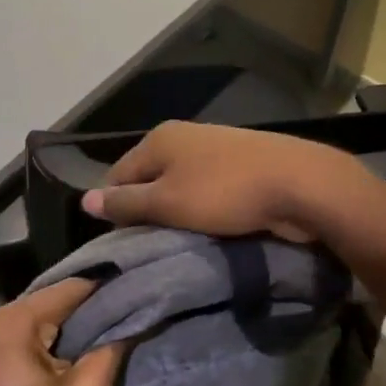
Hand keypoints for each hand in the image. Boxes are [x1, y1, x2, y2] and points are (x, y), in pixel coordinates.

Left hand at [0, 278, 124, 385]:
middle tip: (125, 319)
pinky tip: (71, 354)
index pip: (66, 292)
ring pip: (32, 321)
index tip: (137, 293)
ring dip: (64, 330)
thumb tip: (131, 319)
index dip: (104, 293)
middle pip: (46, 304)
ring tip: (106, 336)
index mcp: (5, 325)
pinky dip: (42, 343)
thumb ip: (109, 348)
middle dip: (84, 314)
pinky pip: (16, 338)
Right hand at [81, 121, 383, 243]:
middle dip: (146, 212)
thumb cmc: (225, 193)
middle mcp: (184, 137)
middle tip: (147, 248)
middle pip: (148, 179)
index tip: (118, 244)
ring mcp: (214, 150)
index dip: (113, 209)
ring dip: (175, 214)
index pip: (116, 175)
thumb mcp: (167, 203)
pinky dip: (202, 210)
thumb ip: (126, 203)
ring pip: (179, 187)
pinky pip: (207, 191)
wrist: (301, 184)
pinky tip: (208, 230)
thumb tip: (84, 200)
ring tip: (178, 243)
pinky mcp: (240, 166)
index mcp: (159, 139)